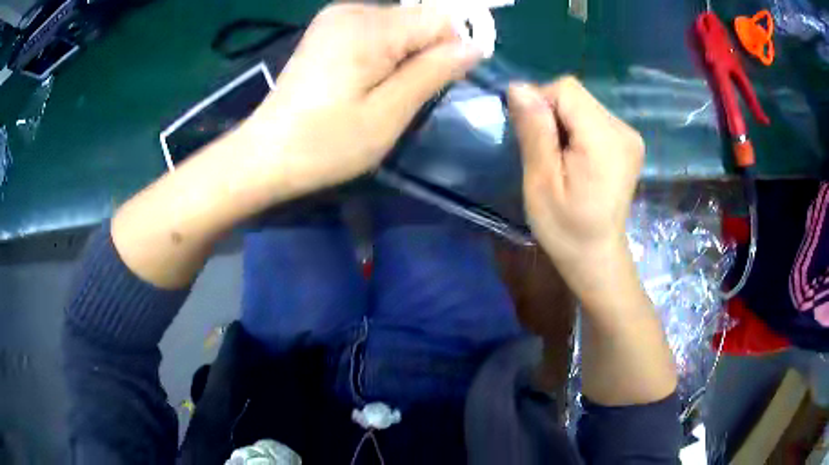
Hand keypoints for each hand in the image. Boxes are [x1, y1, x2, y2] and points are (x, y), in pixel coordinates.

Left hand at [237, 4, 481, 196]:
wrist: (265, 154)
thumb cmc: (325, 144)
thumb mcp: (388, 114)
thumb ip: (433, 72)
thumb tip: (475, 46)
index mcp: (368, 28)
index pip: (440, 17)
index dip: (454, 46)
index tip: (444, 83)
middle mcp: (352, 9)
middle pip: (419, 18)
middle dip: (427, 53)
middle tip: (406, 95)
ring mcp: (335, 17)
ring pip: (400, 25)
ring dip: (405, 55)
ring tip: (383, 92)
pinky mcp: (327, 29)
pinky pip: (376, 30)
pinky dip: (385, 53)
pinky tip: (366, 81)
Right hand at [507, 77, 644, 298]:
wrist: (597, 256)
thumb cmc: (565, 228)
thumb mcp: (541, 182)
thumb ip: (534, 131)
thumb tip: (518, 87)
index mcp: (605, 139)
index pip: (565, 89)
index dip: (540, 104)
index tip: (534, 139)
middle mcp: (624, 129)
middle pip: (576, 95)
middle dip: (552, 115)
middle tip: (547, 155)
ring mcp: (630, 135)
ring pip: (583, 104)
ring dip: (564, 123)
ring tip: (562, 160)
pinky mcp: (629, 142)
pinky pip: (593, 118)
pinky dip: (577, 130)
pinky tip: (577, 159)